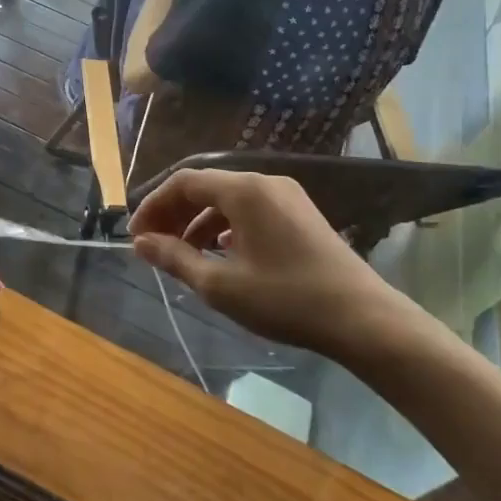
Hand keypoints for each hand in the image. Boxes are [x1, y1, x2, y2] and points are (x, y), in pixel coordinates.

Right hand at [129, 170, 417, 359]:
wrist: (363, 319)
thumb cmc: (285, 299)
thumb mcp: (221, 284)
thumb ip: (175, 258)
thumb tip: (141, 242)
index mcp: (243, 190)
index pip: (183, 182)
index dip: (153, 206)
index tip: (136, 236)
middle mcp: (264, 182)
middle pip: (205, 186)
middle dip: (174, 214)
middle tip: (154, 246)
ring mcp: (286, 196)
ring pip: (228, 199)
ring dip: (198, 222)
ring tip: (183, 254)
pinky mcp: (301, 214)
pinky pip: (250, 209)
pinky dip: (226, 226)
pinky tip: (221, 253)